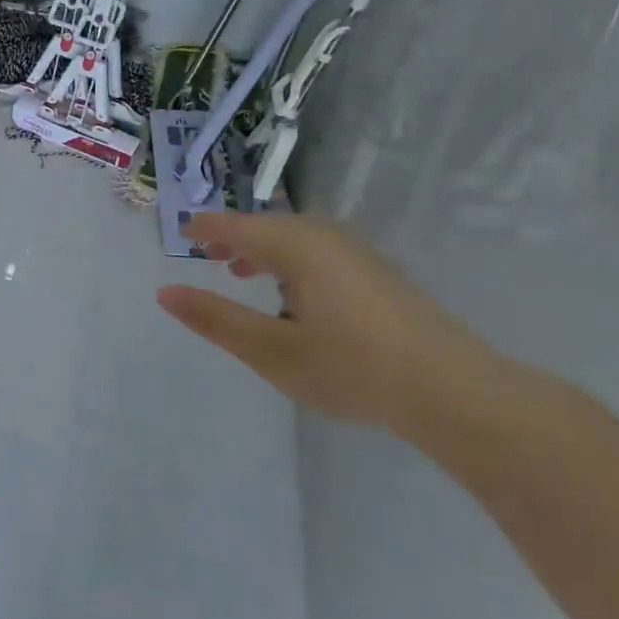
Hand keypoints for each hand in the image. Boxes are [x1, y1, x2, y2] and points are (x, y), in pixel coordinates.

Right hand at [157, 212, 499, 431]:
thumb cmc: (351, 367)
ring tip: (242, 272)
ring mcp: (359, 255)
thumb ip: (215, 319)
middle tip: (208, 255)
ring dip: (264, 250)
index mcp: (297, 246)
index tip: (182, 233)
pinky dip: (292, 262)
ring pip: (297, 240)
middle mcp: (328, 238)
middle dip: (235, 238)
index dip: (207, 229)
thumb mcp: (270, 349)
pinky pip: (320, 253)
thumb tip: (165, 292)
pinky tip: (294, 295)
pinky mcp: (380, 276)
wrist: (453, 392)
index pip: (238, 226)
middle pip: (269, 227)